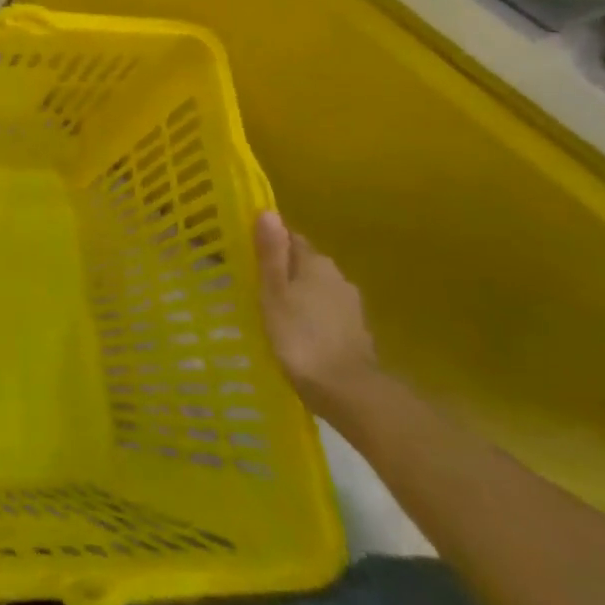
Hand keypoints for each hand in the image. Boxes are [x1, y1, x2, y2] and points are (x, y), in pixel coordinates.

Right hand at [255, 210, 377, 418]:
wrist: (349, 392)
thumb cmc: (300, 336)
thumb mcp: (274, 292)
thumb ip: (271, 253)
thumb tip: (268, 212)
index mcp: (316, 263)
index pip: (291, 238)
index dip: (271, 242)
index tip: (249, 253)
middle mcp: (338, 277)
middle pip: (305, 262)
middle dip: (284, 269)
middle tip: (256, 283)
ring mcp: (351, 305)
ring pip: (317, 288)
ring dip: (298, 293)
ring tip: (273, 309)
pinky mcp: (355, 331)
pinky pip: (326, 311)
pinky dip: (311, 315)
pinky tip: (297, 331)